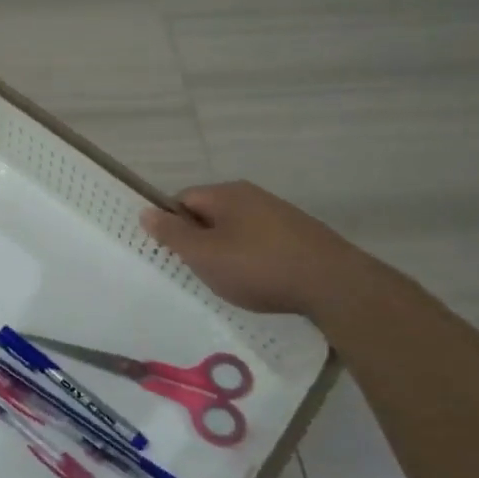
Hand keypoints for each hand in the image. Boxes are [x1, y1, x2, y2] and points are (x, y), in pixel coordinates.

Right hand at [139, 181, 362, 317]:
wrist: (333, 284)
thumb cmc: (258, 267)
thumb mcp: (205, 255)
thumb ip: (172, 234)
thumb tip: (145, 211)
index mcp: (225, 193)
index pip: (182, 199)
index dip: (172, 225)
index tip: (173, 254)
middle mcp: (251, 195)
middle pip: (210, 213)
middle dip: (201, 241)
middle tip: (200, 271)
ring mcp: (279, 213)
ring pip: (237, 229)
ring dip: (228, 252)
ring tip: (231, 281)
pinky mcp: (300, 234)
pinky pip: (262, 242)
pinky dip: (254, 259)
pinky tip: (262, 282)